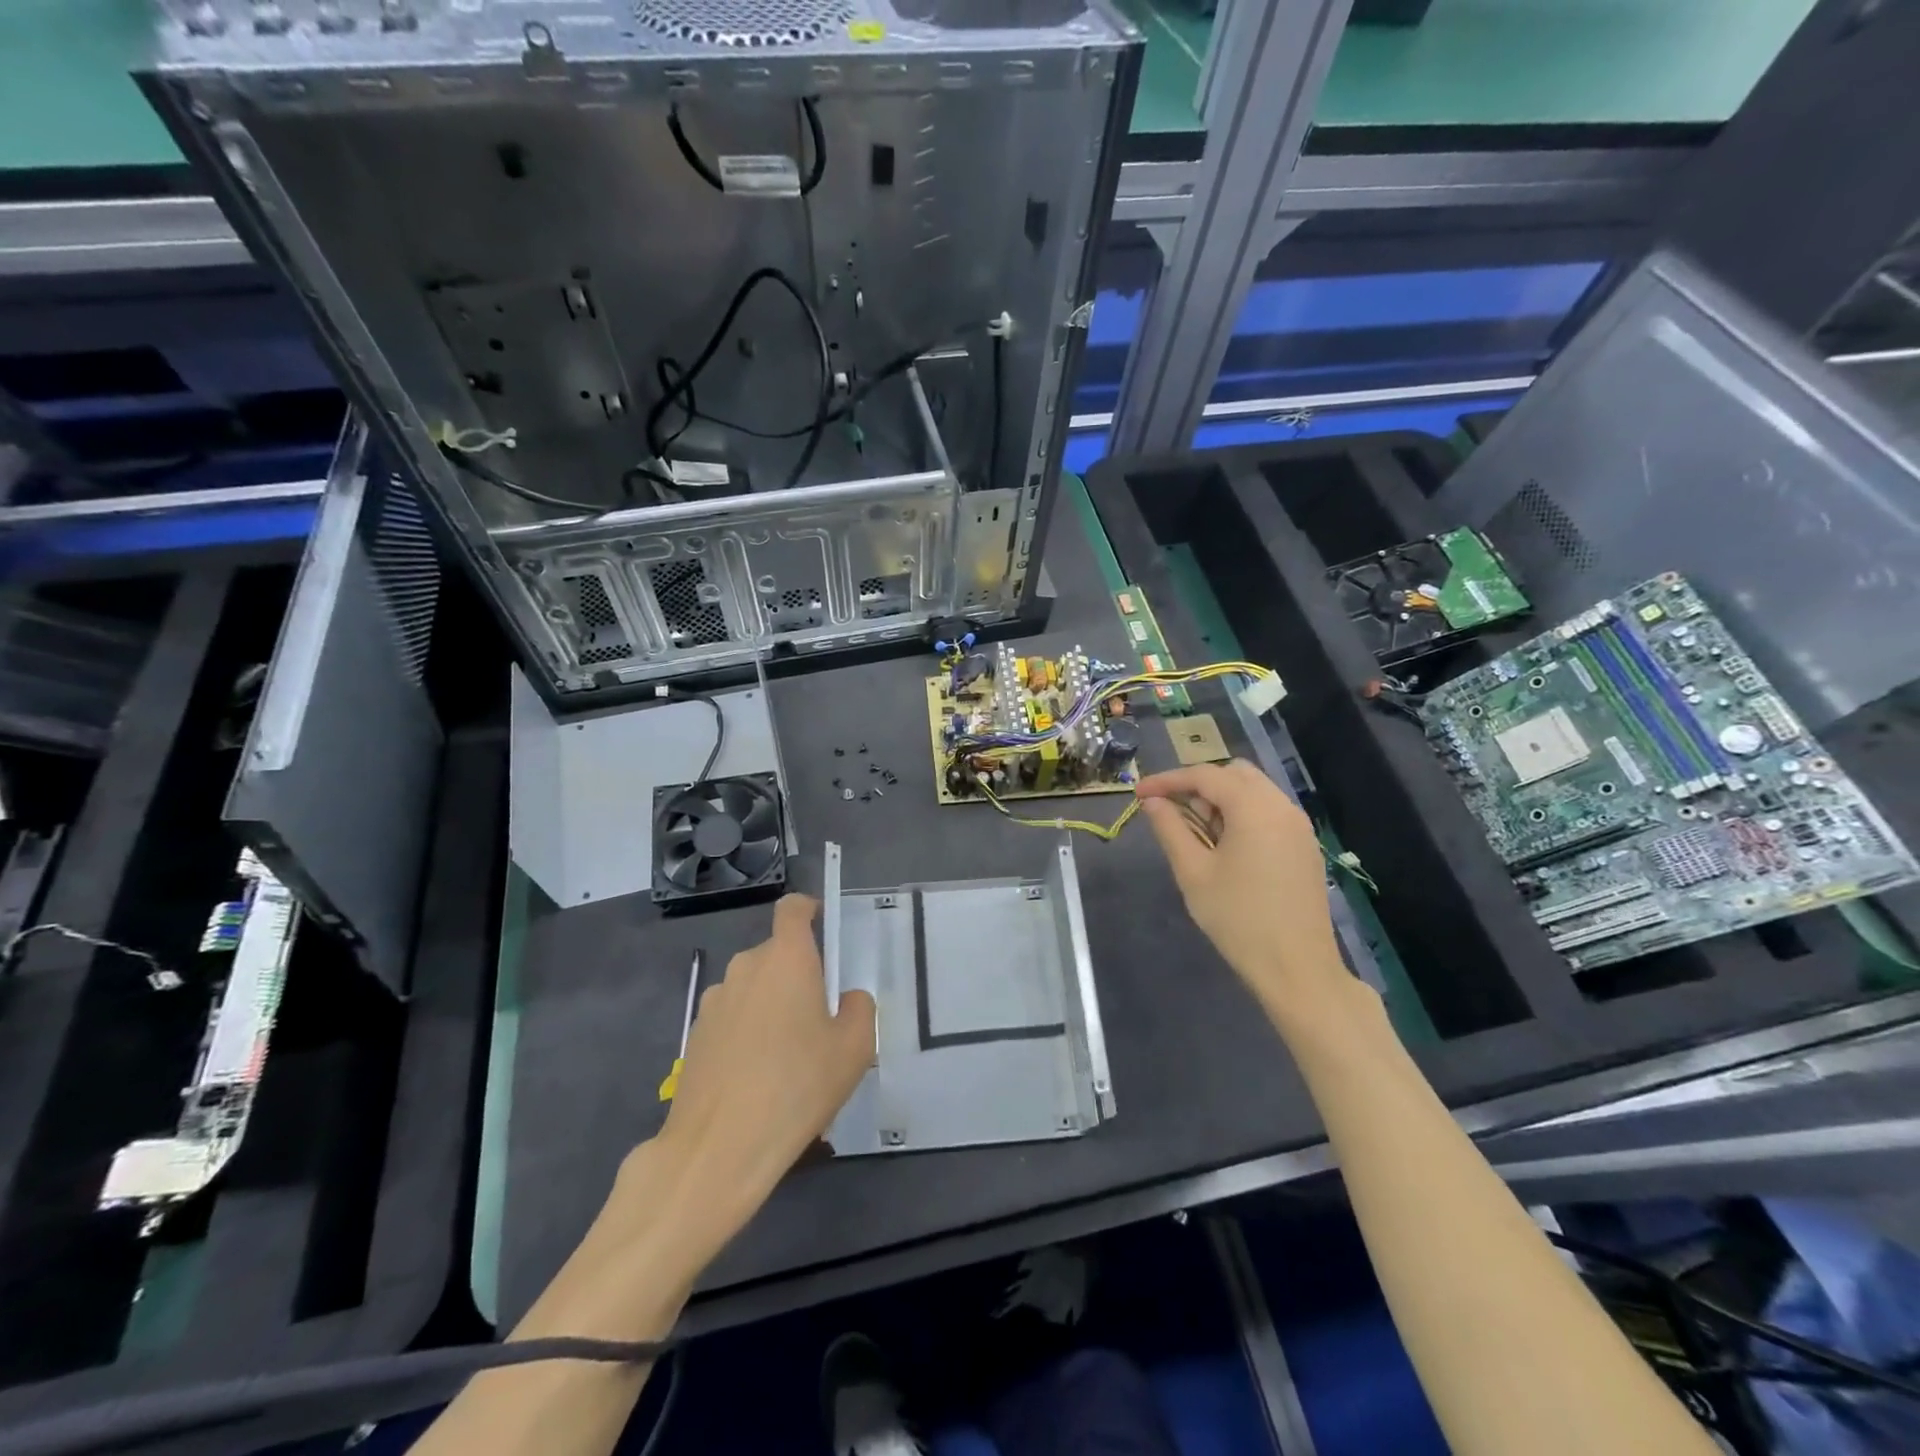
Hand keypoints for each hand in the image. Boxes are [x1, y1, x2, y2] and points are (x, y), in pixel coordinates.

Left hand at [655, 895, 874, 1218]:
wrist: (718, 1148)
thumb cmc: (797, 1086)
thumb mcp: (854, 1049)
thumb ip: (861, 1009)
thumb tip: (849, 998)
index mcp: (786, 959)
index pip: (792, 909)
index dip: (808, 910)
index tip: (822, 927)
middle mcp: (746, 968)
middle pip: (775, 954)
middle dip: (797, 975)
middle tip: (819, 1020)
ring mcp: (715, 1001)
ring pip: (753, 988)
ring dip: (771, 1006)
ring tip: (787, 1059)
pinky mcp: (696, 1035)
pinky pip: (732, 1018)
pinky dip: (747, 1034)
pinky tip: (757, 1079)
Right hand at [1136, 762, 1355, 1025]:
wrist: (1297, 968)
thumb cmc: (1238, 919)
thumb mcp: (1193, 872)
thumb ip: (1170, 828)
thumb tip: (1152, 802)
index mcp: (1254, 808)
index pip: (1205, 775)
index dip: (1168, 780)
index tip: (1139, 793)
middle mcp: (1281, 806)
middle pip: (1234, 774)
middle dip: (1198, 786)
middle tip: (1173, 814)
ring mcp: (1298, 826)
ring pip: (1254, 791)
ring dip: (1221, 800)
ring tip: (1197, 834)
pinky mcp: (1304, 846)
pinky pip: (1268, 812)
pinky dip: (1242, 815)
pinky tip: (1226, 847)